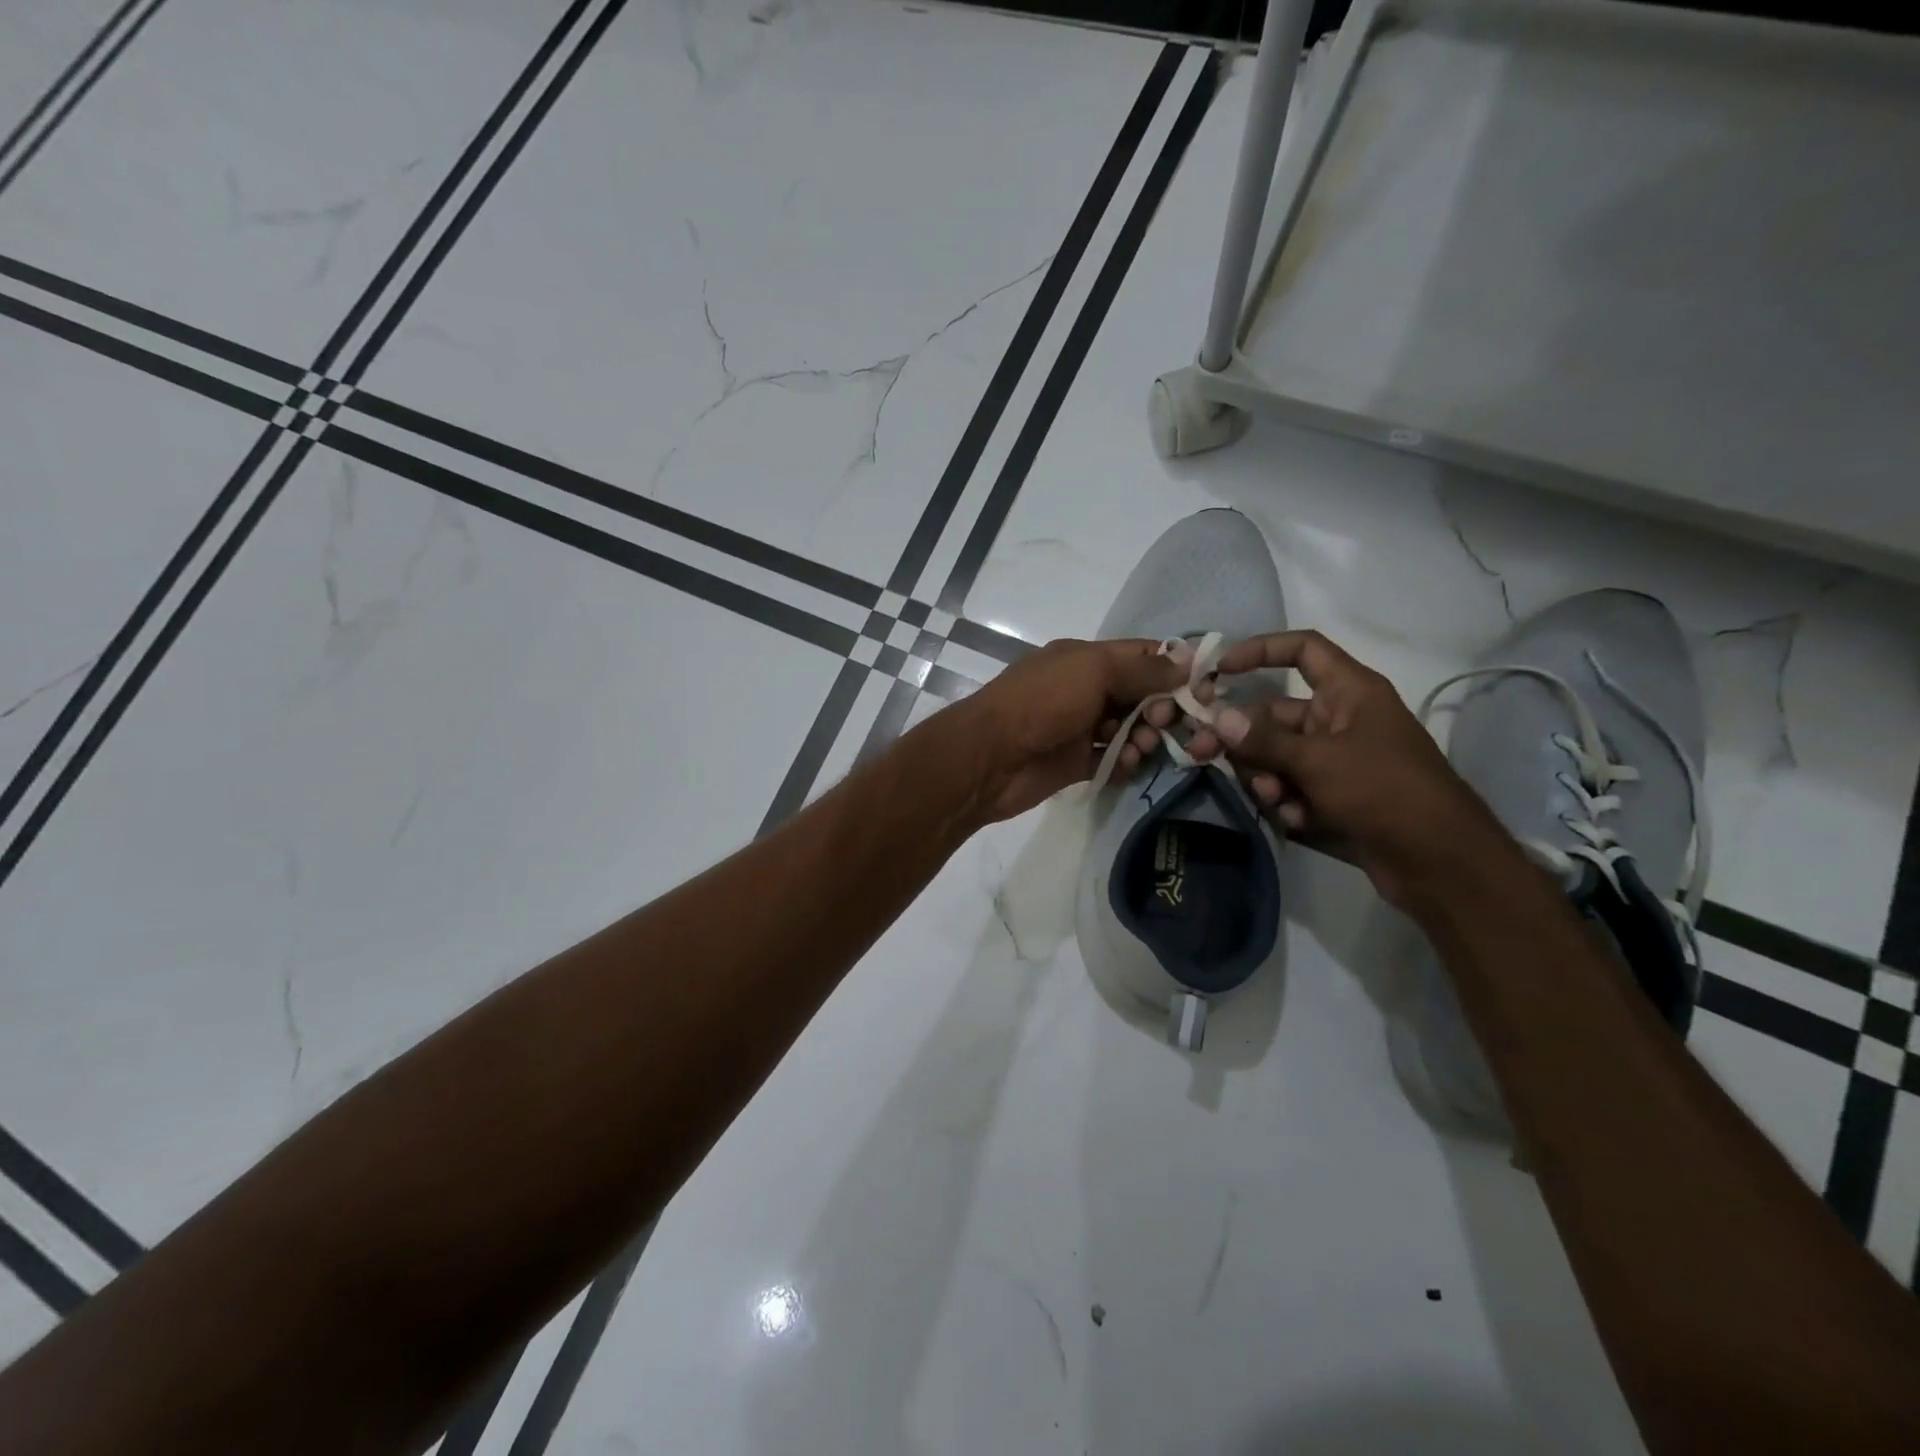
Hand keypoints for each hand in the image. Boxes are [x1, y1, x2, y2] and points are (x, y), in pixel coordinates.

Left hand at [956, 637, 1190, 822]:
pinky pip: (1112, 759)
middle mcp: (1084, 689)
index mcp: (1085, 659)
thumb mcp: (1092, 671)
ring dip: (1144, 737)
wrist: (989, 757)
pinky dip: (1124, 761)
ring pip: (1129, 729)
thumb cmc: (1041, 702)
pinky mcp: (1076, 762)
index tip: (1206, 686)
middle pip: (1140, 695)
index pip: (1141, 656)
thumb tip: (1187, 661)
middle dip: (1161, 707)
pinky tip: (1126, 763)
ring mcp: (1080, 727)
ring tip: (1142, 746)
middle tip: (1164, 722)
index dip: (1174, 668)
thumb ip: (1141, 668)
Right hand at [1186, 631, 1507, 908]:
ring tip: (1276, 800)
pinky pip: (1291, 785)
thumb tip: (1217, 719)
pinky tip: (1298, 820)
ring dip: (1266, 777)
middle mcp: (1340, 718)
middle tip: (1201, 753)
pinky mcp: (1333, 793)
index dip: (1260, 651)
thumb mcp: (1318, 761)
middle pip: (1274, 713)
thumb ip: (1263, 740)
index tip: (1220, 670)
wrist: (1439, 861)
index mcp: (1349, 692)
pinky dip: (1287, 801)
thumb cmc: (1384, 791)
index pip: (1302, 650)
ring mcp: (1336, 758)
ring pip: (1276, 755)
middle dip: (1242, 737)